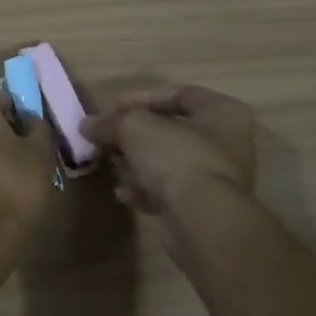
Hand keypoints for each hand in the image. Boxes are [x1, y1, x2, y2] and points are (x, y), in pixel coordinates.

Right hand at [80, 85, 256, 220]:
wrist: (203, 221)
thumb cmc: (177, 158)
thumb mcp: (134, 128)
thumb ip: (109, 122)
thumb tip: (87, 124)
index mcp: (223, 112)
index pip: (179, 94)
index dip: (142, 99)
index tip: (112, 108)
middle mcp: (228, 143)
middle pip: (173, 131)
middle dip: (136, 135)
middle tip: (108, 139)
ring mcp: (218, 179)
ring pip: (170, 163)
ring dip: (138, 163)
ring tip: (112, 166)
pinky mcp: (206, 209)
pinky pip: (171, 192)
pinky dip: (147, 190)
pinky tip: (123, 194)